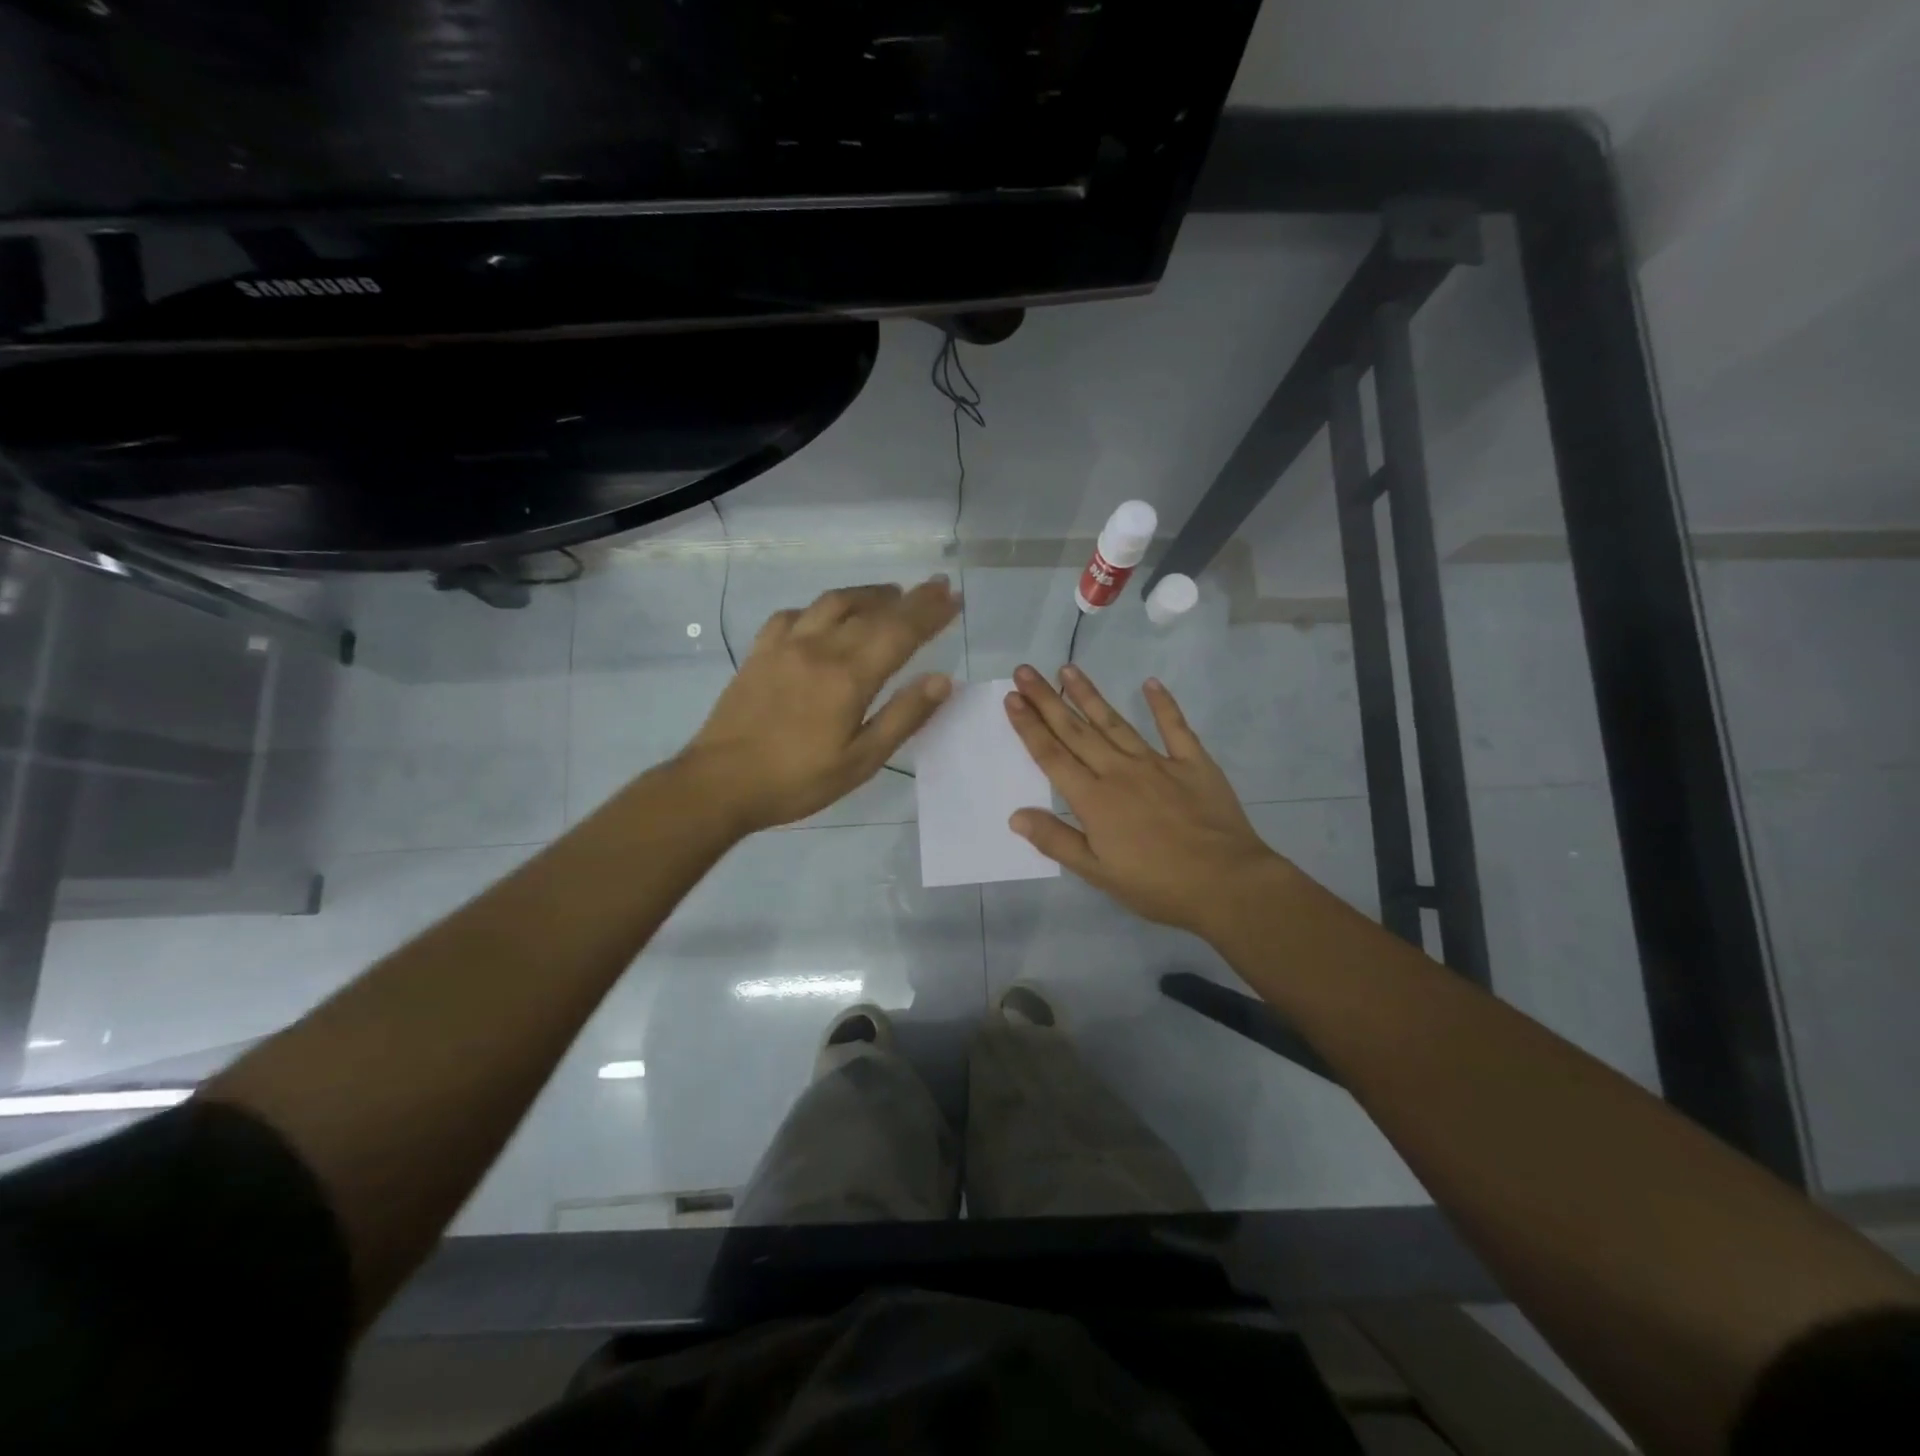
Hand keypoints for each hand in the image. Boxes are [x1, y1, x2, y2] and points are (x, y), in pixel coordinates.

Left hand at [682, 577, 959, 832]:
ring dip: (867, 594)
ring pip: (833, 602)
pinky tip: (824, 617)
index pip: (901, 632)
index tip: (954, 597)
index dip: (931, 613)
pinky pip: (794, 614)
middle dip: (910, 598)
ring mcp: (785, 645)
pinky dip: (820, 608)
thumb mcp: (861, 761)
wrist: (720, 783)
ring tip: (890, 594)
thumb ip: (903, 717)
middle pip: (873, 612)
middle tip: (936, 587)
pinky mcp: (760, 652)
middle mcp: (820, 648)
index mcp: (850, 676)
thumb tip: (943, 680)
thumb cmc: (797, 780)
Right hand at [1003, 663, 1290, 937]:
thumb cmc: (1157, 885)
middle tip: (1025, 671)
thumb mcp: (1098, 873)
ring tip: (1068, 669)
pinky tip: (1150, 683)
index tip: (1012, 698)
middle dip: (1047, 700)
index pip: (1052, 756)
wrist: (1227, 884)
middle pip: (1076, 731)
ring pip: (1115, 723)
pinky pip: (1175, 727)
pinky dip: (1163, 704)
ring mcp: (1158, 763)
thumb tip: (1016, 815)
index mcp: (1094, 799)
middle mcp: (1120, 772)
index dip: (1029, 727)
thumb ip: (1056, 841)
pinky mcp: (1194, 764)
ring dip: (1089, 696)